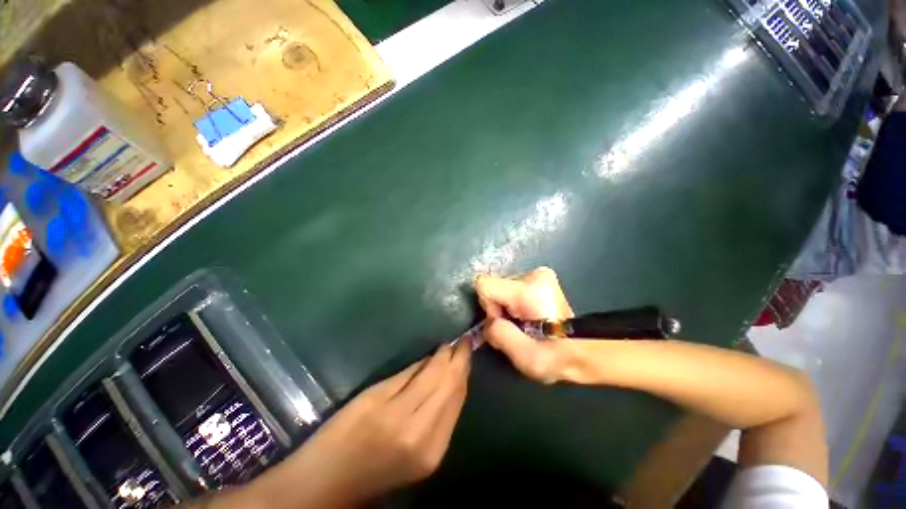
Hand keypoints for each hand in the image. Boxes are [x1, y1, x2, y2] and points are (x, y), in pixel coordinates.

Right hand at [256, 341, 470, 508]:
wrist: (331, 486)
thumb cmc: (341, 434)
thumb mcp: (371, 396)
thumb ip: (407, 376)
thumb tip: (433, 359)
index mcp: (400, 418)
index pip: (434, 377)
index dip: (445, 356)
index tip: (451, 340)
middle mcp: (423, 437)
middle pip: (451, 389)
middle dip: (461, 362)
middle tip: (466, 342)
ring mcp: (433, 452)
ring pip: (457, 404)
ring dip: (462, 377)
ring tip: (464, 356)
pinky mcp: (435, 460)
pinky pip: (452, 418)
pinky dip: (455, 396)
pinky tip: (456, 380)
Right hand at [475, 267, 574, 383]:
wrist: (587, 349)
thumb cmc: (558, 357)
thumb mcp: (526, 357)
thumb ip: (498, 334)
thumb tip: (490, 322)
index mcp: (530, 290)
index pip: (485, 284)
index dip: (489, 307)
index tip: (506, 325)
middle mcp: (535, 274)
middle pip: (495, 286)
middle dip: (499, 309)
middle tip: (517, 329)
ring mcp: (540, 274)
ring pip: (502, 288)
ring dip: (506, 307)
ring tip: (525, 324)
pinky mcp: (541, 277)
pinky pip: (511, 288)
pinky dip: (513, 303)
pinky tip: (528, 316)